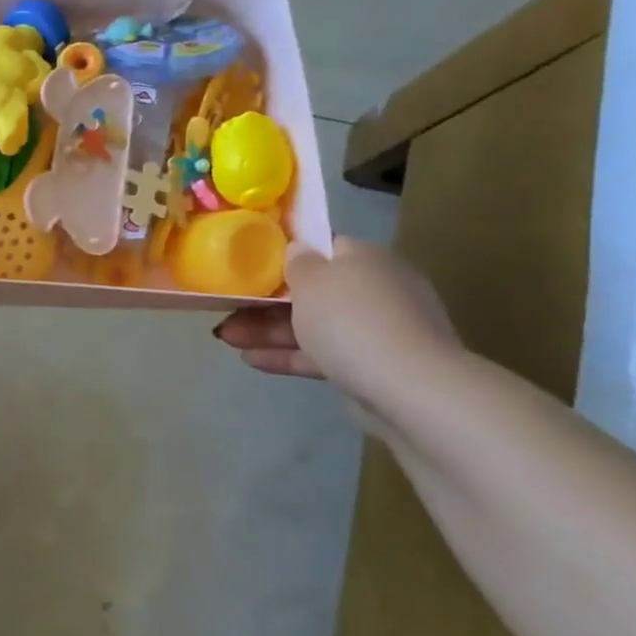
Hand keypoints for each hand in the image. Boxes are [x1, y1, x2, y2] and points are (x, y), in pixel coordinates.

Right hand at [213, 238, 459, 411]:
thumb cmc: (351, 319)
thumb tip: (299, 250)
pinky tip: (250, 360)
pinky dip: (288, 355)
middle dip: (267, 301)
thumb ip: (297, 263)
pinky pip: (321, 354)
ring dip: (269, 331)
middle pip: (313, 290)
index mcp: (366, 259)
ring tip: (227, 338)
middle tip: (229, 308)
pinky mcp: (370, 367)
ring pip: (313, 325)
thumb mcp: (312, 280)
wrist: (408, 388)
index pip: (325, 247)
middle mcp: (376, 289)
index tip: (253, 262)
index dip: (288, 253)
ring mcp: (376, 331)